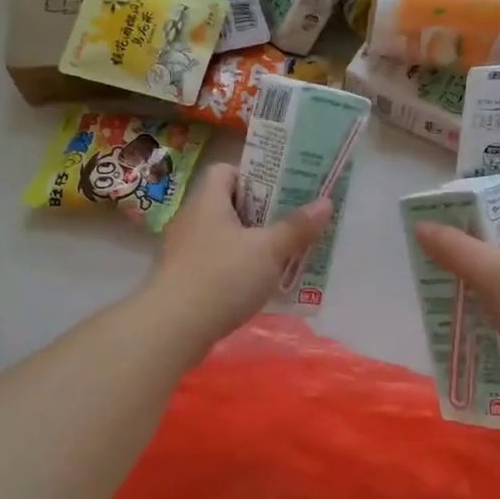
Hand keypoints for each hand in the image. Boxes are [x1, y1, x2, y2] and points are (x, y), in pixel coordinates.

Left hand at [141, 163, 332, 351]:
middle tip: (293, 224)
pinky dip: (237, 270)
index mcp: (208, 201)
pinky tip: (259, 286)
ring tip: (283, 256)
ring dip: (252, 245)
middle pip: (229, 205)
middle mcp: (192, 220)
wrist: (173, 328)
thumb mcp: (268, 250)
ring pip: (224, 238)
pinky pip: (217, 264)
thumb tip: (326, 202)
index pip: (225, 170)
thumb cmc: (222, 277)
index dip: (253, 176)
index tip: (280, 192)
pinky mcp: (184, 280)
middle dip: (262, 214)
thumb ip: (297, 227)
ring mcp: (184, 252)